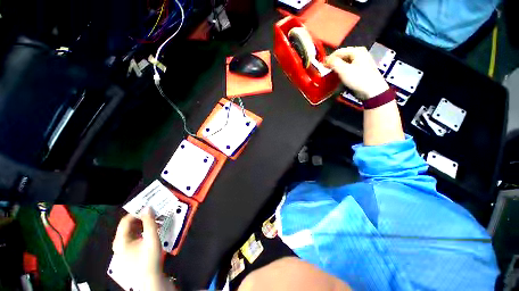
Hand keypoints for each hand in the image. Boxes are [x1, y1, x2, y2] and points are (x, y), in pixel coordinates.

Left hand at [112, 208, 161, 278]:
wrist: (148, 281)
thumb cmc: (149, 259)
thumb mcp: (151, 239)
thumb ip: (150, 222)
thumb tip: (148, 207)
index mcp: (120, 241)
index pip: (125, 220)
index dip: (137, 212)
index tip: (150, 208)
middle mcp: (118, 244)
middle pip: (128, 226)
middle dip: (141, 218)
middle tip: (154, 214)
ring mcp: (122, 249)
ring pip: (131, 232)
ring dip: (143, 225)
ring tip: (155, 222)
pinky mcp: (128, 253)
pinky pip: (133, 238)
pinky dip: (142, 232)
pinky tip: (151, 232)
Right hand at [325, 46, 388, 99]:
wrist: (372, 91)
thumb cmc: (358, 79)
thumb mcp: (344, 70)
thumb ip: (334, 63)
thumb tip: (326, 60)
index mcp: (356, 50)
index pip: (338, 51)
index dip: (329, 58)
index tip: (321, 66)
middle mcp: (360, 53)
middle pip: (342, 56)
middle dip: (333, 62)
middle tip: (325, 69)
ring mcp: (361, 61)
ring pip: (345, 61)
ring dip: (337, 66)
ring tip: (330, 72)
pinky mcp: (361, 69)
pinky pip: (348, 66)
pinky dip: (342, 70)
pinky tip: (338, 75)